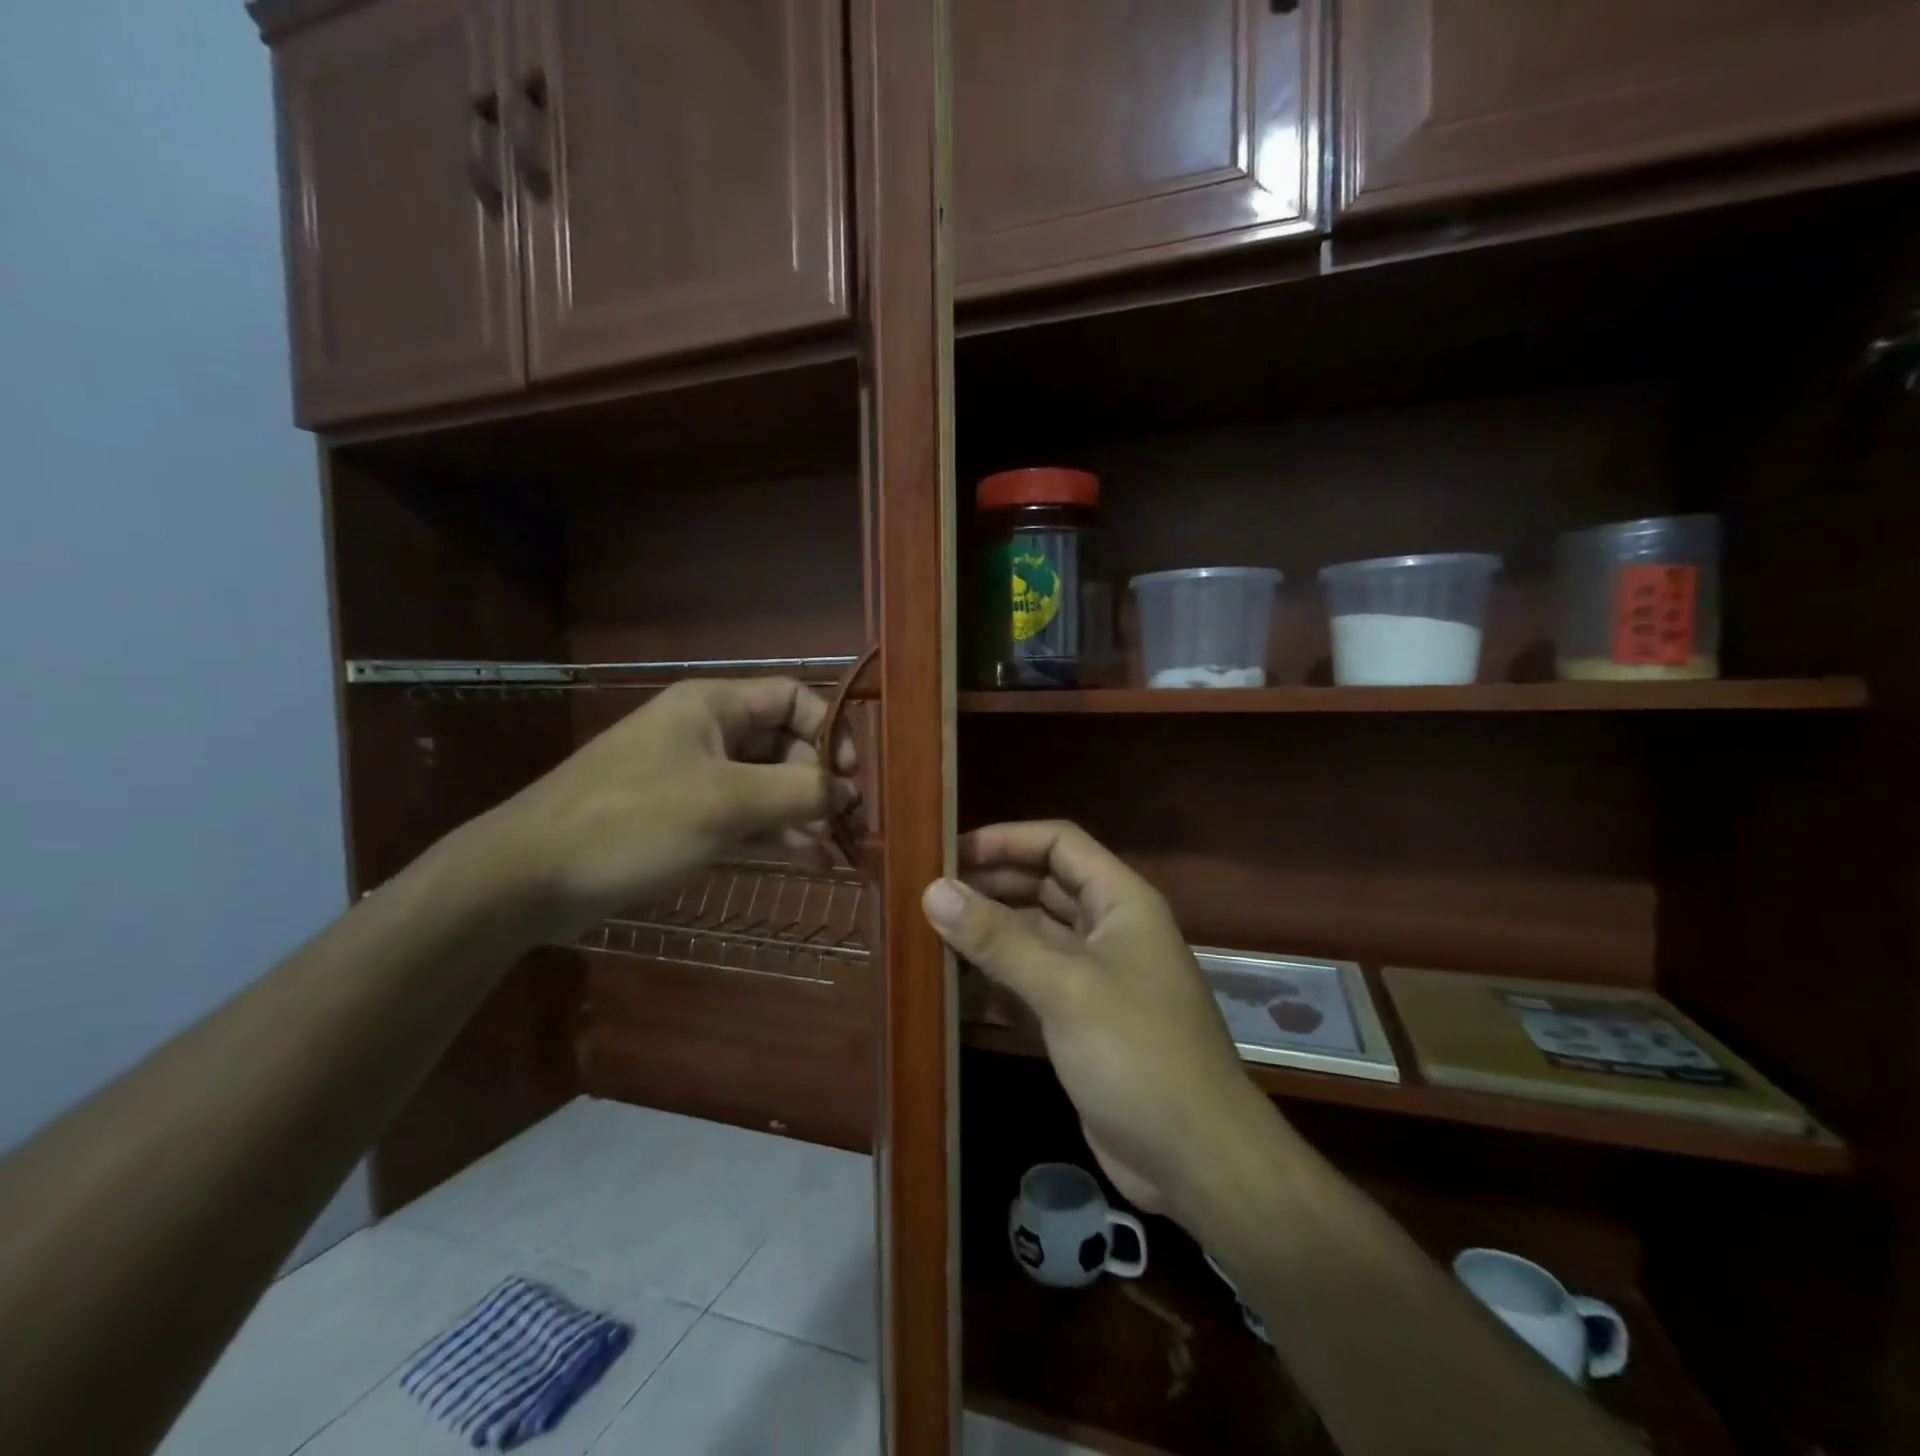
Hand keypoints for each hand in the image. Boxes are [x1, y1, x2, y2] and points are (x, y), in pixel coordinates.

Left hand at [471, 677, 856, 935]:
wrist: (529, 876)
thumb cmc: (632, 821)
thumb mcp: (724, 802)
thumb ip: (797, 792)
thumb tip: (850, 792)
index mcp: (713, 706)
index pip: (792, 698)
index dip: (829, 730)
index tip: (850, 776)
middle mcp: (708, 733)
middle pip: (784, 744)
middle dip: (819, 781)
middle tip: (846, 824)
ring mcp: (695, 776)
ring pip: (767, 784)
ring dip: (803, 813)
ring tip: (837, 850)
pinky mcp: (684, 817)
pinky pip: (744, 815)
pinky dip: (776, 834)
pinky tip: (809, 860)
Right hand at [921, 821, 1266, 1224]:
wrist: (1196, 1160)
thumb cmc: (1137, 1054)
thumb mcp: (1066, 988)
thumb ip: (998, 938)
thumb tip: (934, 891)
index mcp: (1120, 901)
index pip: (1059, 844)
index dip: (1006, 839)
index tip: (949, 853)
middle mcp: (1109, 929)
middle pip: (1042, 887)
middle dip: (990, 886)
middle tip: (929, 895)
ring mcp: (1095, 977)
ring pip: (1033, 937)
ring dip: (988, 934)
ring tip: (928, 935)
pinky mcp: (1081, 1020)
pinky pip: (1031, 983)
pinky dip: (996, 980)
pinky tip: (952, 987)